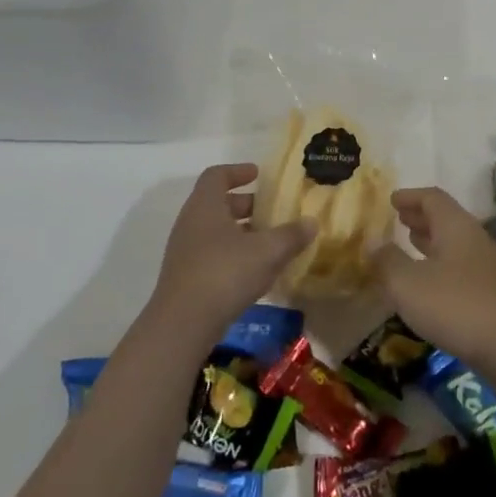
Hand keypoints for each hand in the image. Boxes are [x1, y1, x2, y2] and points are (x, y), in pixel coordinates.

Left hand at [149, 164, 310, 345]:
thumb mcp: (267, 252)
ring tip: (268, 241)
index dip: (238, 171)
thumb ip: (291, 235)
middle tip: (270, 210)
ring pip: (215, 231)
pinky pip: (211, 254)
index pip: (216, 176)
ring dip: (240, 232)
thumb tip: (312, 222)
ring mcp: (184, 252)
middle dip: (245, 204)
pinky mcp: (185, 278)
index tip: (258, 174)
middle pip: (216, 203)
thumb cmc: (225, 273)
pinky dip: (233, 254)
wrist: (182, 325)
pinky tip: (255, 271)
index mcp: (205, 206)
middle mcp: (190, 223)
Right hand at [372, 187, 495, 364]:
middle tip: (399, 218)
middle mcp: (473, 238)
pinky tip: (428, 279)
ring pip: (453, 241)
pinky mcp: (489, 290)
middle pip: (445, 217)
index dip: (410, 196)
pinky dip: (439, 261)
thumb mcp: (408, 283)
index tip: (392, 199)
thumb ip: (387, 261)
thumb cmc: (454, 305)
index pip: (432, 198)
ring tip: (410, 241)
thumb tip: (374, 246)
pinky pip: (458, 263)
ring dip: (430, 239)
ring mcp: (484, 264)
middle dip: (420, 216)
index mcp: (456, 226)